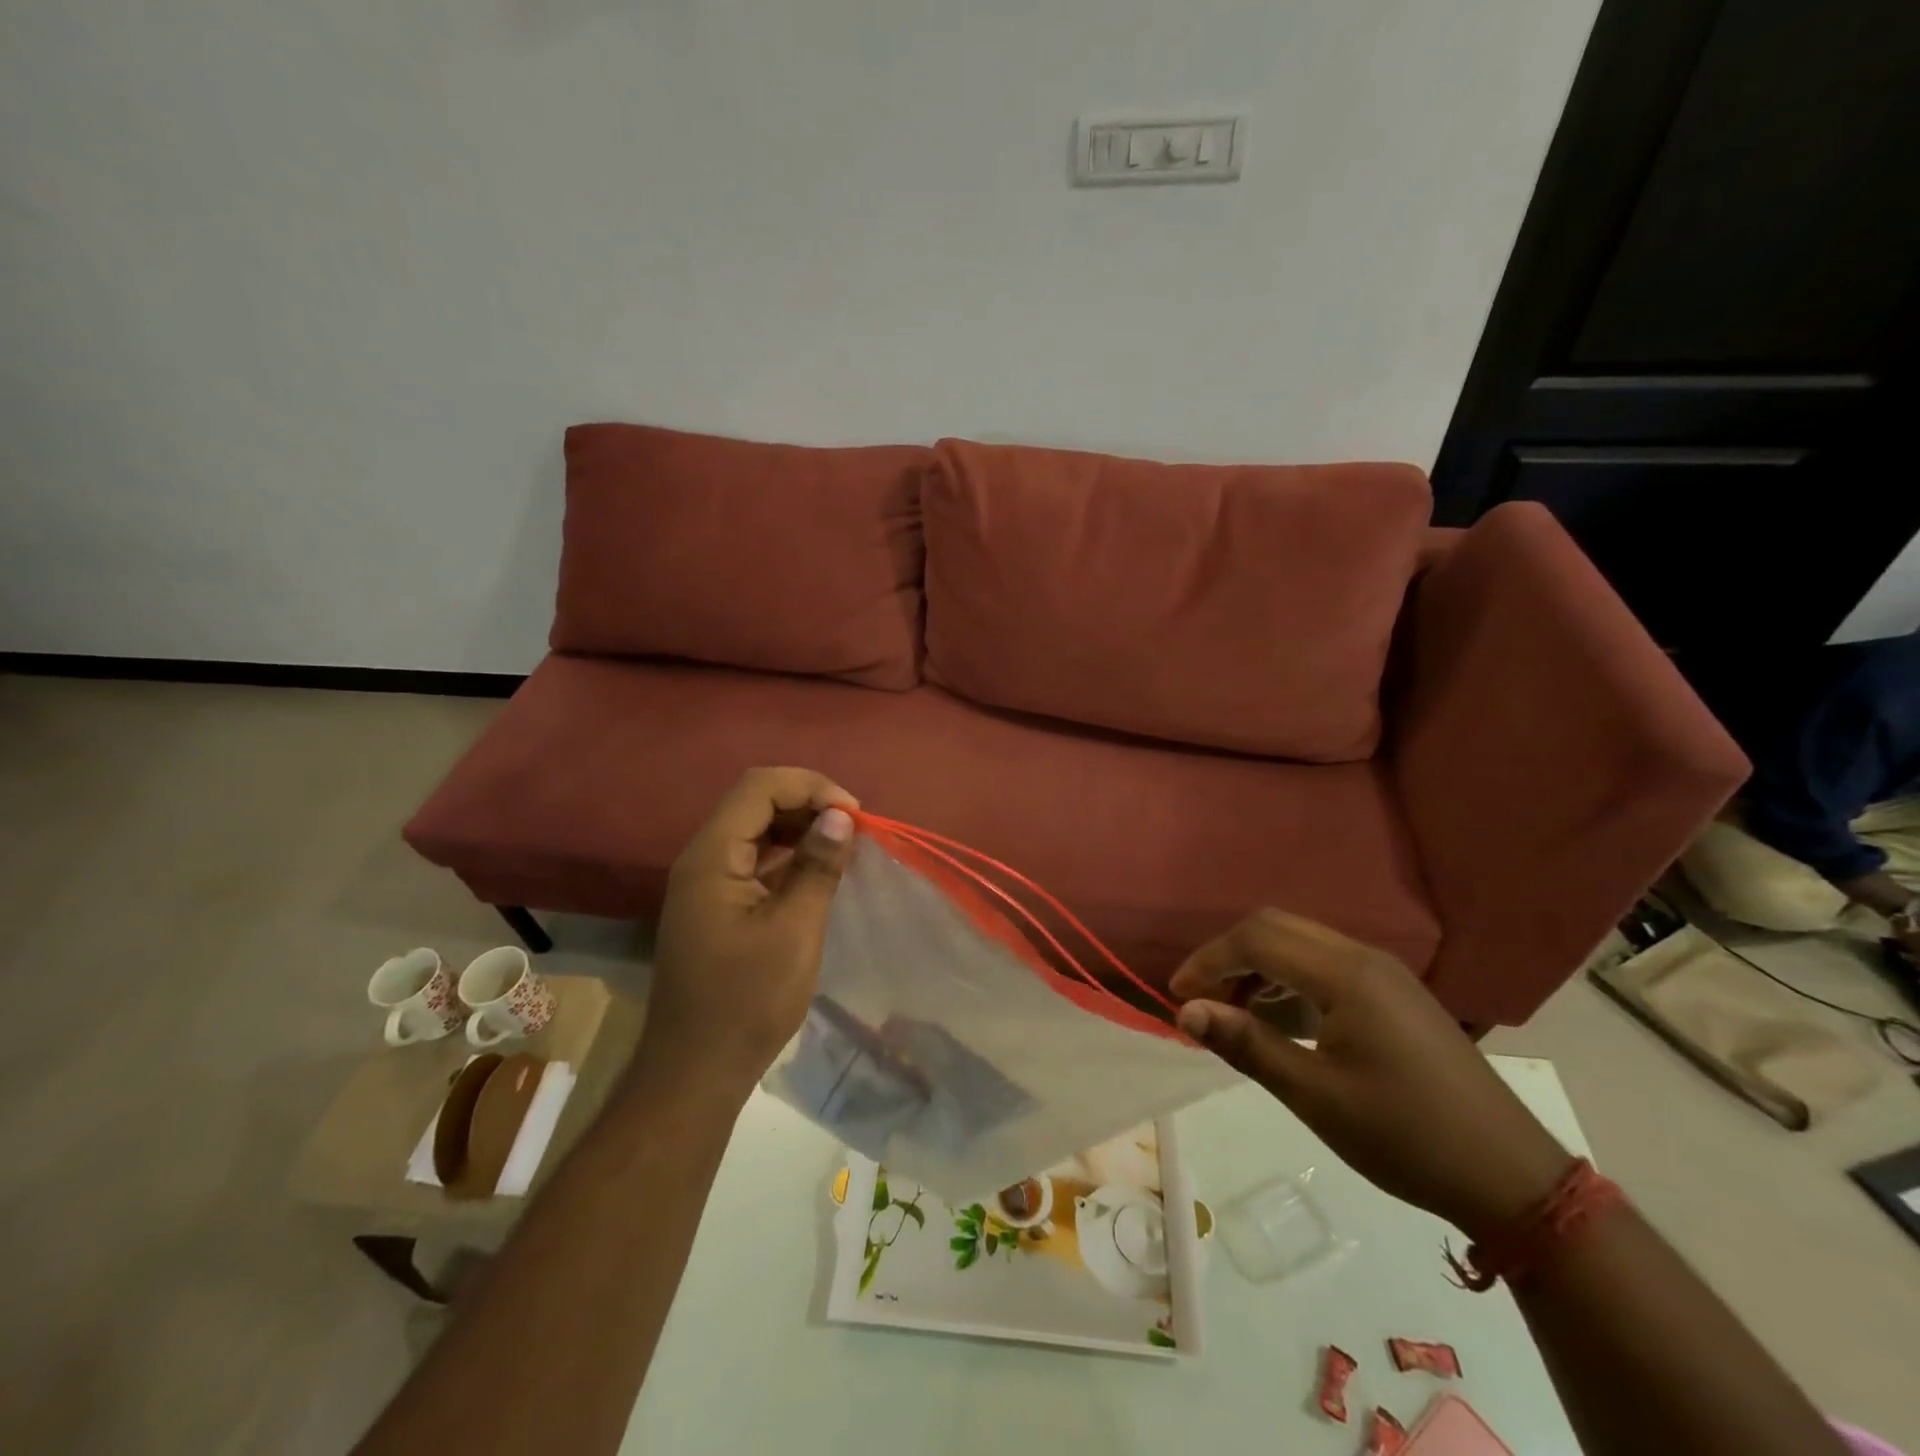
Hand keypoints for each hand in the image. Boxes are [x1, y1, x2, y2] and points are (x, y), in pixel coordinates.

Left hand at [644, 768, 857, 1095]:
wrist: (696, 1072)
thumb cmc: (746, 1003)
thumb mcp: (794, 932)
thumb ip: (817, 868)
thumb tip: (840, 817)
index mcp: (712, 858)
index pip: (759, 788)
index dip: (810, 787)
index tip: (854, 816)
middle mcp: (703, 859)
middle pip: (756, 802)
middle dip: (808, 804)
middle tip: (854, 830)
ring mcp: (708, 883)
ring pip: (757, 830)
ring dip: (801, 828)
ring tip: (844, 846)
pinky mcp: (718, 905)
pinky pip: (756, 861)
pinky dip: (790, 856)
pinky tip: (820, 872)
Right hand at [1170, 909, 1573, 1236]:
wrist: (1511, 1176)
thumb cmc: (1406, 1137)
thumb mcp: (1316, 1095)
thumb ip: (1247, 1044)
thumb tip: (1186, 1012)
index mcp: (1345, 974)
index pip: (1256, 939)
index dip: (1208, 961)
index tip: (1177, 996)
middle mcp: (1363, 957)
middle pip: (1276, 927)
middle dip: (1228, 956)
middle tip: (1201, 1000)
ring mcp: (1384, 972)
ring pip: (1300, 942)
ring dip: (1257, 966)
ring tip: (1233, 1013)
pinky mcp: (1394, 993)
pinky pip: (1324, 963)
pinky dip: (1288, 978)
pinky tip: (1280, 1019)